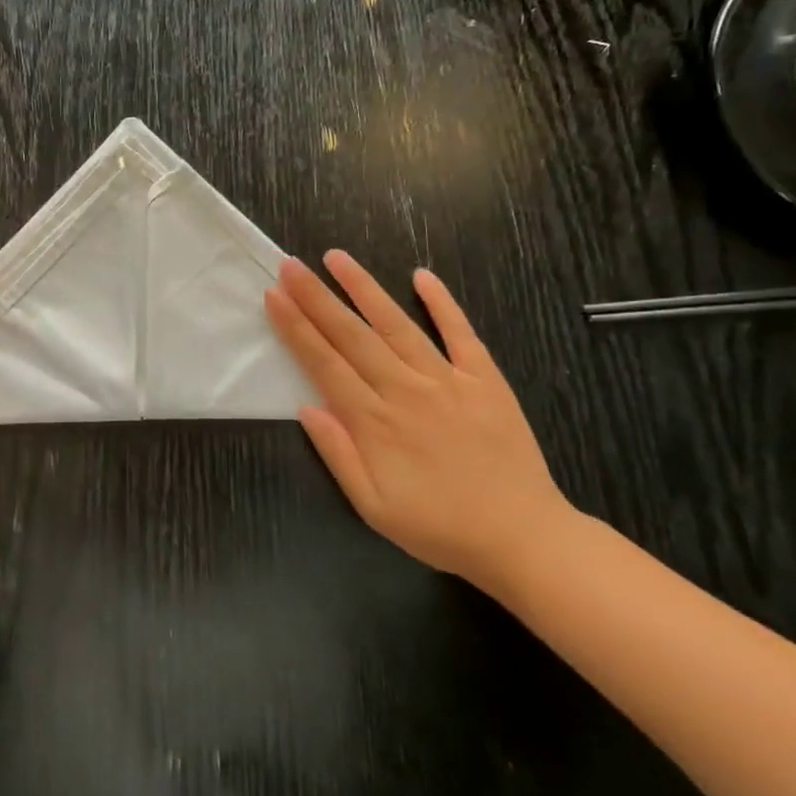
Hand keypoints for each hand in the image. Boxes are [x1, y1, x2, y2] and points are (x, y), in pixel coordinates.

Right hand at [264, 252, 572, 594]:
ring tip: (337, 258)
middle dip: (316, 297)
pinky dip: (442, 303)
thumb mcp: (372, 507)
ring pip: (397, 324)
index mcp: (374, 421)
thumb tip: (307, 407)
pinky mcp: (484, 380)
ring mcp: (447, 380)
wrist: (522, 538)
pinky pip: (461, 333)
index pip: (324, 363)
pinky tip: (421, 276)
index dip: (296, 327)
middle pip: (352, 335)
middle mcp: (405, 390)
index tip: (274, 296)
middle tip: (290, 265)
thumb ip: (338, 454)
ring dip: (364, 288)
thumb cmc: (438, 527)